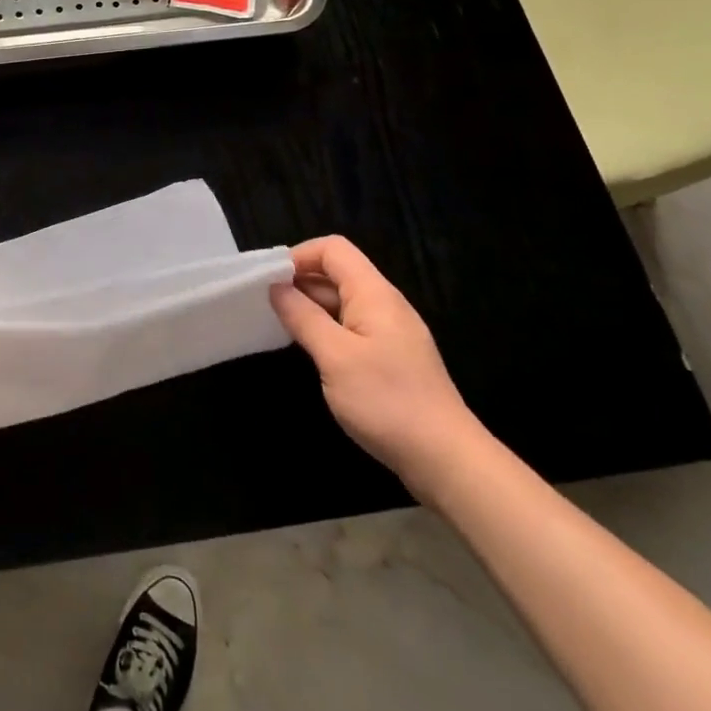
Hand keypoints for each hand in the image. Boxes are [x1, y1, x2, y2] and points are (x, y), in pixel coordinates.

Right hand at [270, 236, 485, 495]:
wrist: (446, 460)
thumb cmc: (387, 401)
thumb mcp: (335, 356)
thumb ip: (303, 317)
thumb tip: (276, 287)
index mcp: (374, 294)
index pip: (333, 250)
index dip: (299, 256)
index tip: (269, 281)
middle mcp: (384, 305)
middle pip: (337, 273)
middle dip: (299, 282)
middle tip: (264, 305)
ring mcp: (390, 333)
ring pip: (342, 303)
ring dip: (310, 308)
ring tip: (279, 327)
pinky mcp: (391, 358)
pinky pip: (351, 328)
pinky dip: (326, 330)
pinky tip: (309, 351)